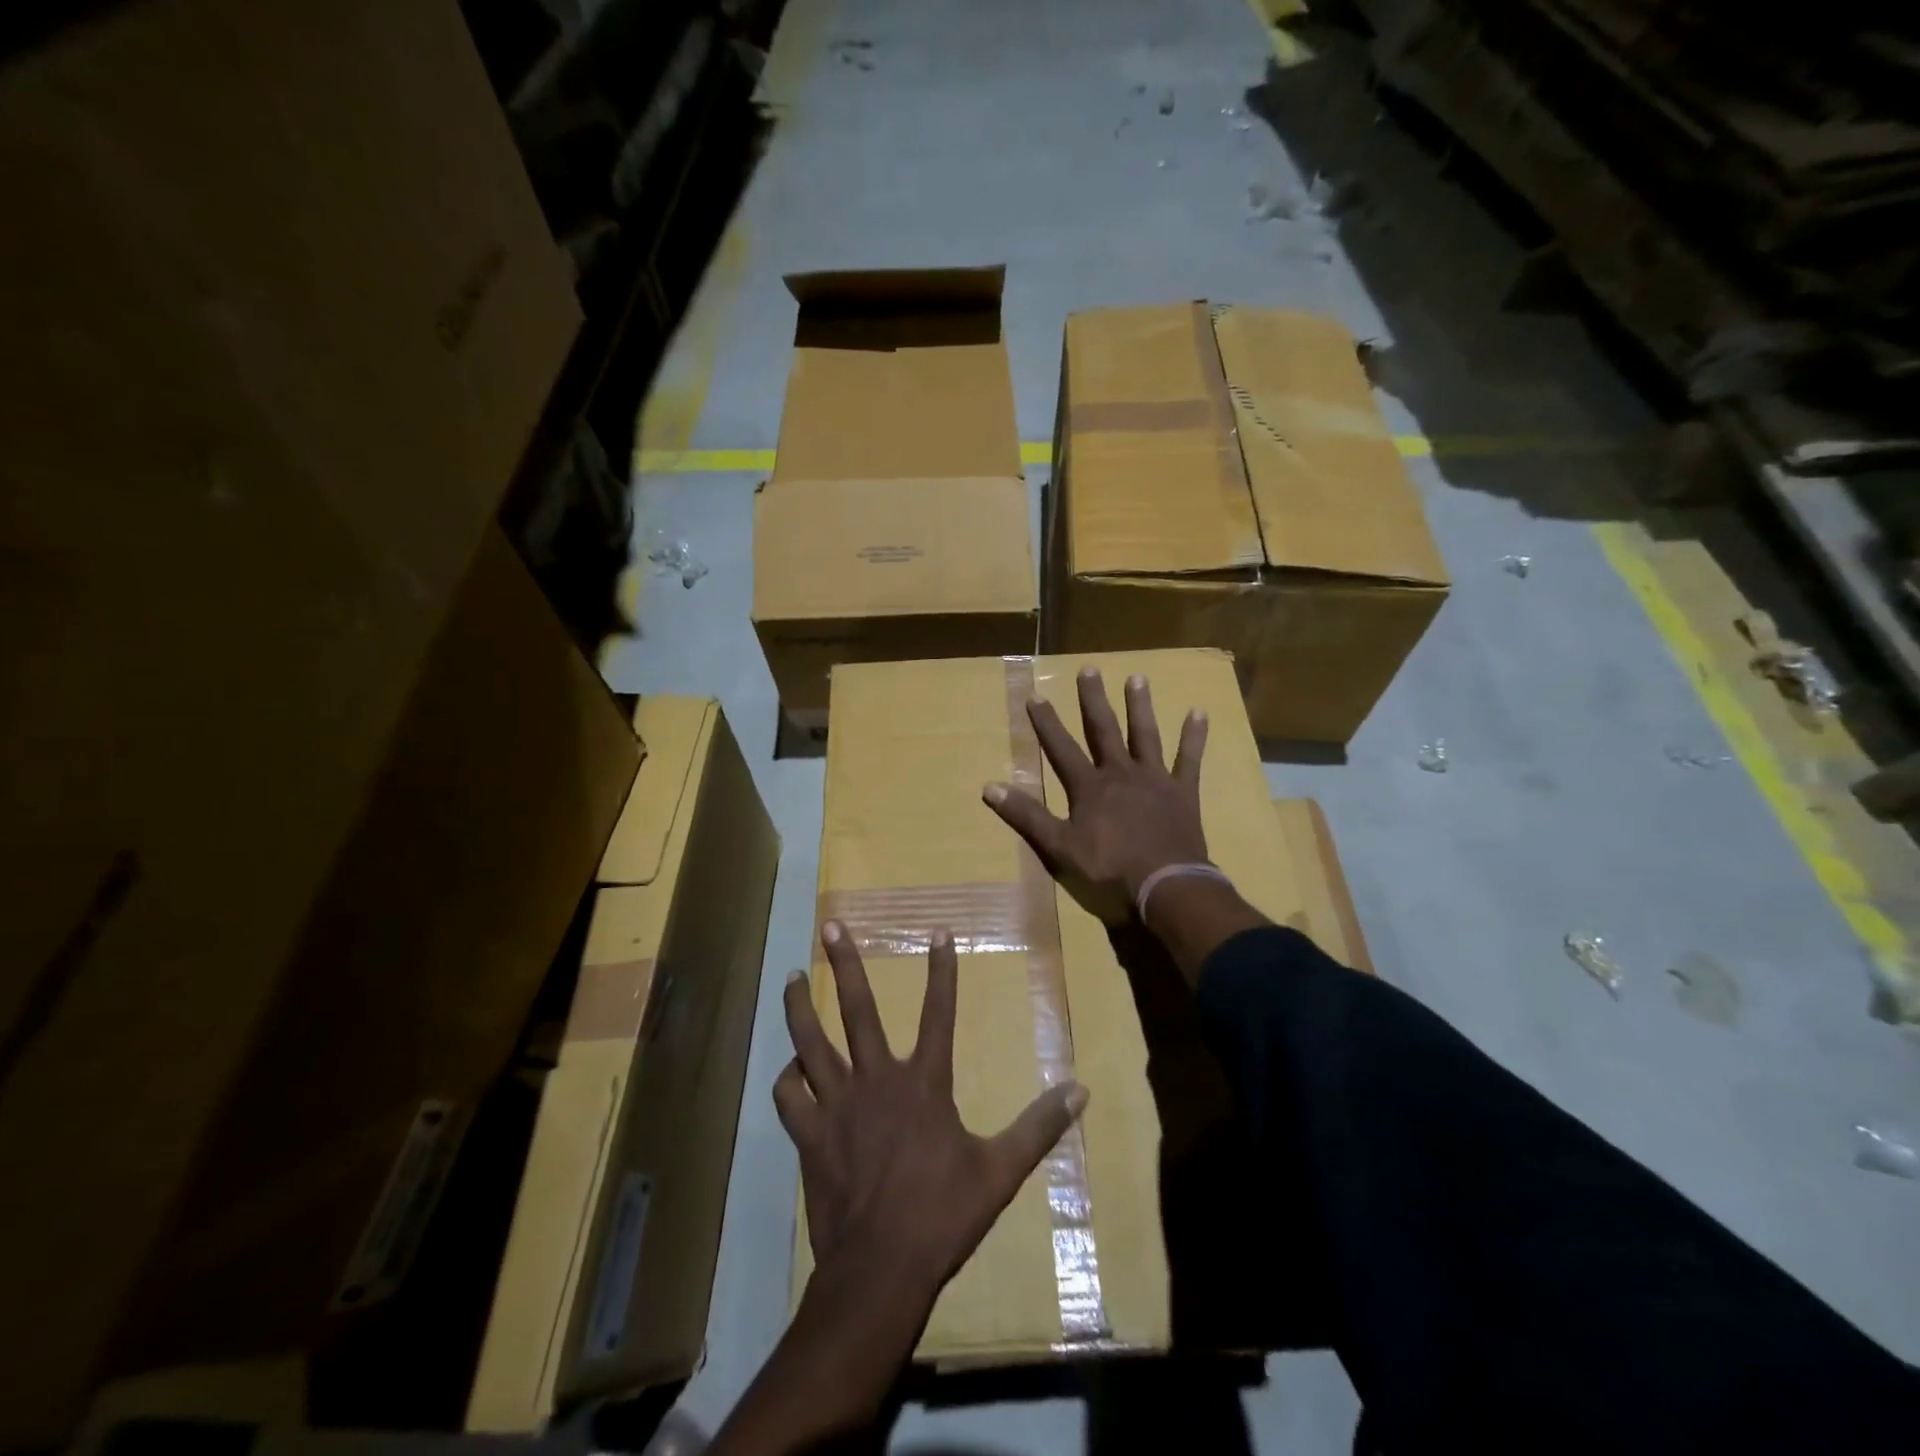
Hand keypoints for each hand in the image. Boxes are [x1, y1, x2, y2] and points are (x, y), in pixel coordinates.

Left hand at [777, 921, 1089, 1304]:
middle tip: (830, 925)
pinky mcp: (810, 1135)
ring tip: (791, 977)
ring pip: (810, 1042)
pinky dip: (788, 1079)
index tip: (937, 931)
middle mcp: (876, 1080)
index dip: (941, 969)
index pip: (938, 1011)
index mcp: (923, 1083)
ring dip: (799, 1007)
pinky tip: (790, 1071)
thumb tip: (1081, 1090)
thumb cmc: (944, 1215)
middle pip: (857, 1009)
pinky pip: (789, 1095)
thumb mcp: (1001, 1170)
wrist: (881, 1270)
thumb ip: (1039, 1126)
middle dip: (845, 963)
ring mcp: (837, 1106)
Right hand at [983, 667, 1209, 924]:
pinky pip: (1189, 759)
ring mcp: (1154, 779)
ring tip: (1137, 677)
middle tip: (1089, 669)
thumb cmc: (1108, 868)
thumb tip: (988, 787)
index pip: (1061, 748)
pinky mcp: (1182, 791)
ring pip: (1145, 735)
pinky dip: (1193, 736)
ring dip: (1139, 707)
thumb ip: (1026, 815)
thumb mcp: (1058, 845)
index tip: (1036, 696)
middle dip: (1093, 700)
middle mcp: (1120, 772)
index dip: (1047, 723)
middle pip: (1103, 730)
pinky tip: (1198, 712)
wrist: (1165, 884)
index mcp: (1089, 786)